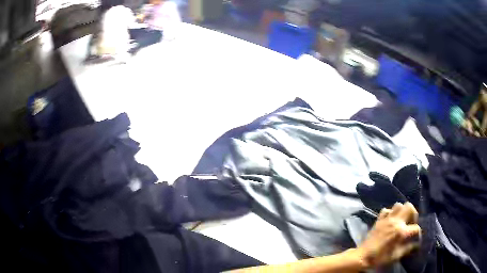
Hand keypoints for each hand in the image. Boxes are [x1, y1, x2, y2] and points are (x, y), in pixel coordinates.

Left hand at [356, 202, 420, 267]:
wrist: (362, 257)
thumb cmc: (380, 258)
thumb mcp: (396, 256)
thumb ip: (408, 248)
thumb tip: (416, 244)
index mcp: (401, 232)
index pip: (416, 227)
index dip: (418, 233)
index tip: (416, 237)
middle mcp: (395, 222)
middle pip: (409, 207)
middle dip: (413, 213)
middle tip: (411, 222)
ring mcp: (386, 219)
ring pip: (398, 205)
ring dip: (402, 211)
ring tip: (402, 220)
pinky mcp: (379, 220)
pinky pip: (386, 210)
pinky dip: (390, 213)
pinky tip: (390, 220)